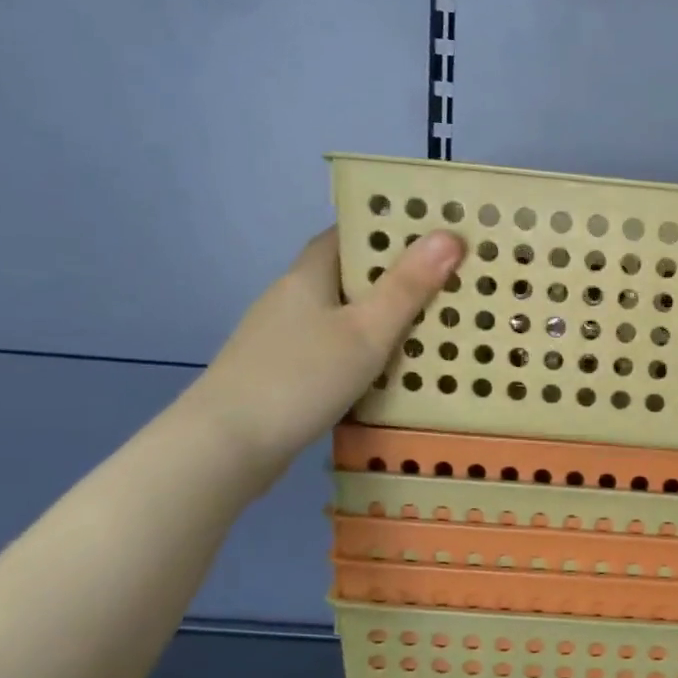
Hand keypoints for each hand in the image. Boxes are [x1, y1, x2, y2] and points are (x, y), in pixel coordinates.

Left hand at [179, 229, 462, 487]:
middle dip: (390, 278)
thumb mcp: (367, 331)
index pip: (345, 236)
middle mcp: (290, 299)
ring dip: (377, 317)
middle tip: (444, 285)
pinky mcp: (281, 373)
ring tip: (428, 327)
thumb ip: (407, 288)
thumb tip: (450, 235)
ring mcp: (281, 338)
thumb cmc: (302, 377)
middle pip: (345, 276)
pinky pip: (331, 347)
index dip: (385, 232)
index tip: (428, 238)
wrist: (227, 445)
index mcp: (308, 276)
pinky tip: (385, 370)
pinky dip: (361, 350)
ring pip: (339, 315)